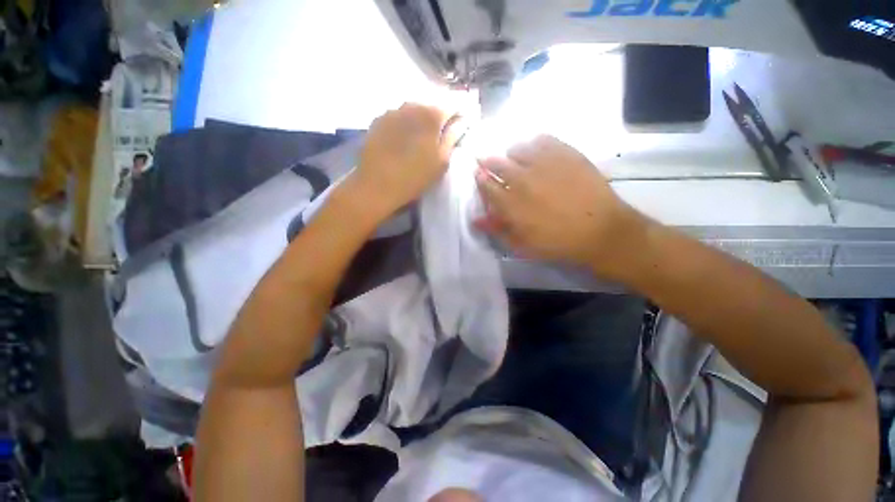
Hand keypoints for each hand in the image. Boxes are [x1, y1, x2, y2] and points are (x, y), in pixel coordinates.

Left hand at [352, 103, 462, 215]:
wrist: (376, 186)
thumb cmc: (414, 177)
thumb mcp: (441, 161)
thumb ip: (453, 137)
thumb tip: (462, 121)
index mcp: (431, 115)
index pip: (453, 104)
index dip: (460, 113)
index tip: (462, 123)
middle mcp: (412, 105)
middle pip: (432, 104)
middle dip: (440, 116)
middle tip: (443, 132)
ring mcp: (393, 110)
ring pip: (414, 109)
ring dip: (422, 119)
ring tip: (422, 136)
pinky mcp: (379, 120)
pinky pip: (399, 116)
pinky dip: (406, 123)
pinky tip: (404, 138)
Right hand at [475, 135, 649, 277]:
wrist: (599, 231)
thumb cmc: (557, 242)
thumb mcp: (522, 245)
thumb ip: (497, 230)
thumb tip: (476, 220)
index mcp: (510, 203)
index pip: (486, 184)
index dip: (480, 178)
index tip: (479, 174)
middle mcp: (522, 179)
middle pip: (496, 162)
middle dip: (489, 162)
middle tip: (490, 162)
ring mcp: (544, 163)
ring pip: (517, 148)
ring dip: (511, 153)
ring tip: (516, 158)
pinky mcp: (565, 153)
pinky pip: (542, 139)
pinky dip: (534, 143)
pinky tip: (537, 150)